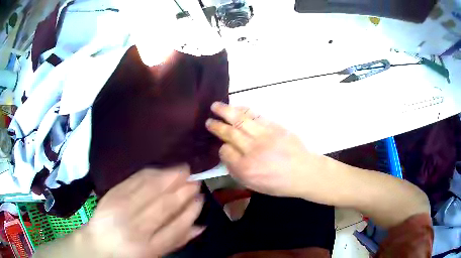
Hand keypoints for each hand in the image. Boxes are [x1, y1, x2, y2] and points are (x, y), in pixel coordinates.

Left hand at [83, 166, 203, 257]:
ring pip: (149, 191)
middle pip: (163, 207)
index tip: (200, 199)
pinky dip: (150, 174)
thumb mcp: (155, 253)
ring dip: (169, 178)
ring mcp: (121, 209)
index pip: (176, 228)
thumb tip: (201, 226)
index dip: (190, 212)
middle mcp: (135, 228)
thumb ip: (177, 240)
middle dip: (182, 192)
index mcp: (149, 247)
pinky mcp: (111, 195)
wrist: (99, 244)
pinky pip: (133, 181)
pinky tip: (161, 170)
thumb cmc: (130, 251)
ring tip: (183, 170)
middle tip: (195, 180)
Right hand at [206, 102, 330, 198]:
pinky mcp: (274, 127)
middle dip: (217, 126)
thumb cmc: (279, 183)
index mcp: (245, 168)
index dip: (222, 147)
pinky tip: (237, 107)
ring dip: (226, 111)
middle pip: (229, 133)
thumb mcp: (254, 185)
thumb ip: (237, 171)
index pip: (225, 151)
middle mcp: (252, 150)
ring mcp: (264, 136)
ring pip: (240, 120)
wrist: (304, 172)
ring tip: (215, 105)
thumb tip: (226, 153)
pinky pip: (256, 116)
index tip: (223, 146)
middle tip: (208, 121)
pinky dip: (244, 110)